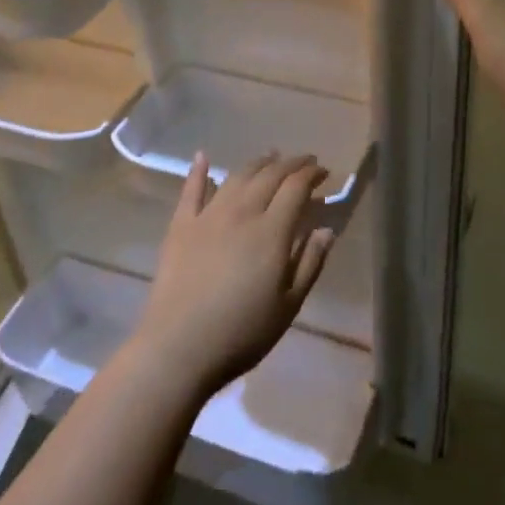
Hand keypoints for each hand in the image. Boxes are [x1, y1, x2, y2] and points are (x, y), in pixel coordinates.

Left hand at [131, 151, 335, 398]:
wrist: (178, 348)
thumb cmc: (242, 332)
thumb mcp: (289, 305)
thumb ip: (310, 263)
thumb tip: (326, 229)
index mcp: (271, 230)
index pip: (296, 187)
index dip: (312, 174)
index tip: (324, 171)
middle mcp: (241, 212)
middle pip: (269, 175)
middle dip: (290, 164)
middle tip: (304, 161)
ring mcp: (208, 216)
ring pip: (236, 177)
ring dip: (257, 163)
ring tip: (270, 157)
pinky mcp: (180, 226)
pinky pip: (190, 190)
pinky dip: (198, 171)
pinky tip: (202, 156)